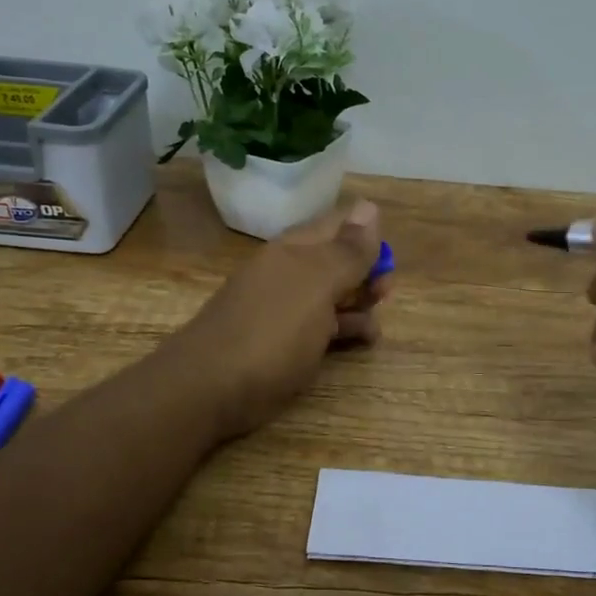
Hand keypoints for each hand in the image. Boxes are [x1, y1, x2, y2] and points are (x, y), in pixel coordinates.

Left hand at [172, 199, 388, 439]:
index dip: (369, 238)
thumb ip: (347, 250)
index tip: (387, 265)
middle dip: (367, 275)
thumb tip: (369, 206)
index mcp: (295, 249)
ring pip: (333, 296)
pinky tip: (360, 342)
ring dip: (359, 305)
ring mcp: (283, 308)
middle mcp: (289, 272)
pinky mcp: (282, 342)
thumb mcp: (317, 285)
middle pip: (338, 261)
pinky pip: (321, 326)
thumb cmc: (271, 333)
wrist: (209, 389)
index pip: (340, 225)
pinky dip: (344, 330)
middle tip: (383, 297)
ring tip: (373, 328)